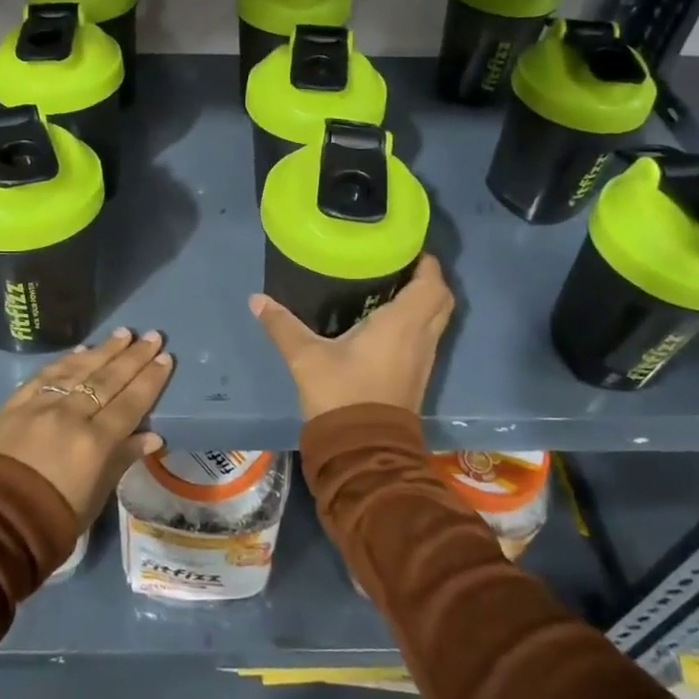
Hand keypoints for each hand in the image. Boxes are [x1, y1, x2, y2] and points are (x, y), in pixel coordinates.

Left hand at [0, 328, 172, 524]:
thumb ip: (122, 460)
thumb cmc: (51, 521)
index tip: (165, 358)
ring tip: (124, 334)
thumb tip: (152, 436)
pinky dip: (65, 361)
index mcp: (95, 443)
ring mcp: (40, 406)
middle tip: (153, 336)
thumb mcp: (95, 497)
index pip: (130, 403)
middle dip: (134, 357)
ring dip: (104, 350)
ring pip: (78, 370)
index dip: (150, 380)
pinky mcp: (14, 405)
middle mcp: (71, 416)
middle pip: (108, 380)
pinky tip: (81, 351)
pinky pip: (45, 376)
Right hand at [250, 254, 454, 420]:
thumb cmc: (342, 394)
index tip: (403, 247)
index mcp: (403, 323)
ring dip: (423, 301)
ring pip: (436, 319)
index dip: (425, 261)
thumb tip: (256, 299)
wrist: (364, 451)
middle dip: (427, 278)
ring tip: (390, 286)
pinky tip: (386, 321)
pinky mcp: (417, 376)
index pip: (432, 282)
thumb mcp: (306, 357)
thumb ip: (282, 325)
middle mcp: (421, 337)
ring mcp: (424, 359)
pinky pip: (426, 337)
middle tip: (397, 265)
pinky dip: (416, 322)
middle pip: (442, 299)